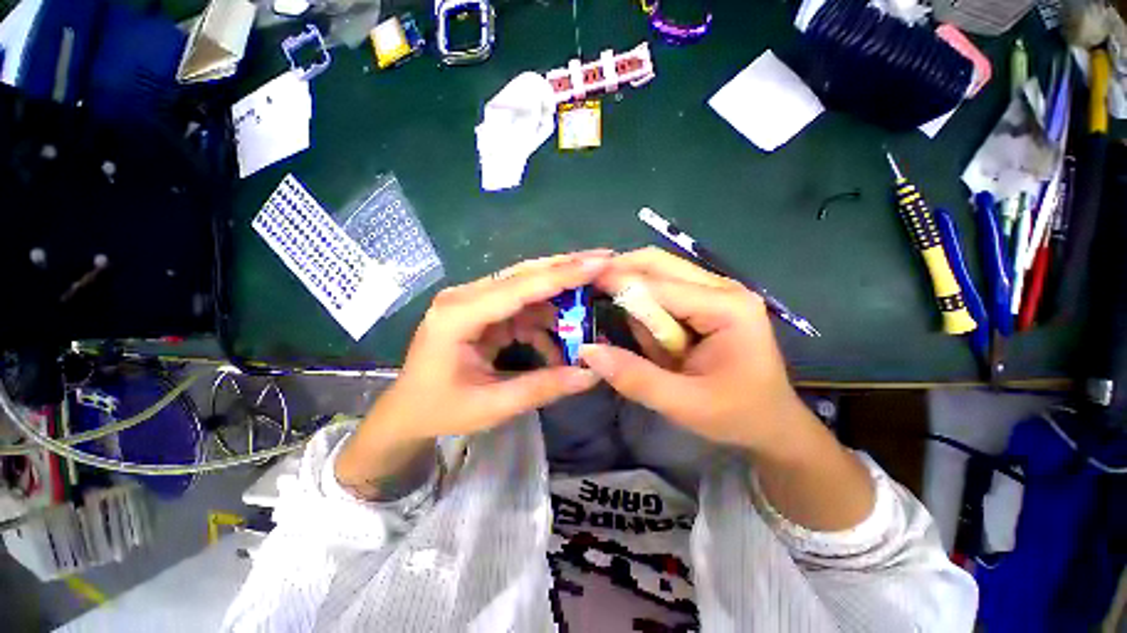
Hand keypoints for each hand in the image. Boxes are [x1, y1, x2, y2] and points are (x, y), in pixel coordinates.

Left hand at [336, 251, 607, 498]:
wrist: (407, 413)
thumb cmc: (440, 410)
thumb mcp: (493, 405)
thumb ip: (543, 387)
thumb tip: (592, 375)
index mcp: (459, 315)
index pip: (519, 287)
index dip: (562, 275)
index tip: (599, 262)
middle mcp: (466, 297)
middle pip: (525, 275)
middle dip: (567, 270)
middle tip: (605, 263)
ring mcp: (475, 302)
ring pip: (528, 290)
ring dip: (560, 302)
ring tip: (591, 313)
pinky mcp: (484, 313)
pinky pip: (523, 310)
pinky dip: (546, 325)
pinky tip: (561, 346)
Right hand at [582, 247, 813, 453]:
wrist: (772, 423)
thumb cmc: (736, 414)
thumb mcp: (683, 404)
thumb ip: (635, 378)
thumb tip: (587, 351)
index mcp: (726, 308)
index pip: (659, 286)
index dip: (618, 284)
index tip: (579, 286)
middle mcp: (722, 288)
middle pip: (659, 263)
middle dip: (621, 272)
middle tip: (588, 289)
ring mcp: (716, 291)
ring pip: (659, 272)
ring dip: (633, 291)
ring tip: (624, 327)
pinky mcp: (707, 301)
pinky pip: (665, 290)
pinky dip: (645, 304)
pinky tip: (646, 331)